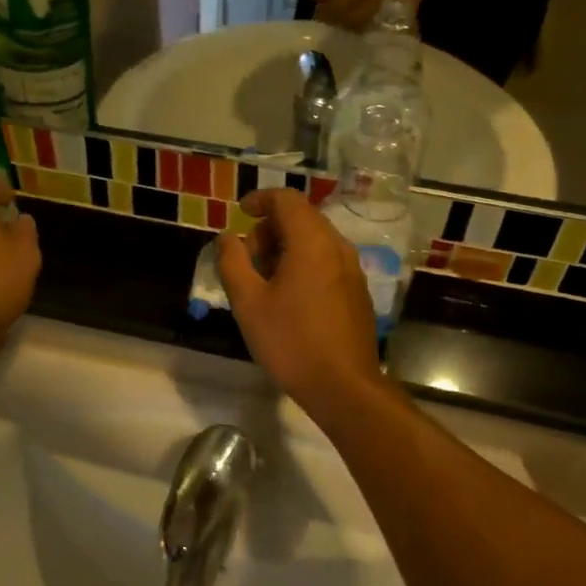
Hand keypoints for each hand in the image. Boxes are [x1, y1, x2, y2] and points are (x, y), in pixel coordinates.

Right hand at [216, 190, 391, 422]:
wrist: (344, 386)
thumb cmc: (291, 342)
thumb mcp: (248, 303)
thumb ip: (233, 262)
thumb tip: (228, 237)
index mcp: (312, 242)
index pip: (287, 200)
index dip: (260, 199)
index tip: (240, 213)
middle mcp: (338, 247)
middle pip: (302, 218)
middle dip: (269, 229)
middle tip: (247, 260)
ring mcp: (352, 270)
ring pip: (315, 241)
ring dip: (286, 248)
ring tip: (264, 283)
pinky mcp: (357, 292)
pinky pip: (327, 261)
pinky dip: (304, 264)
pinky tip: (289, 298)